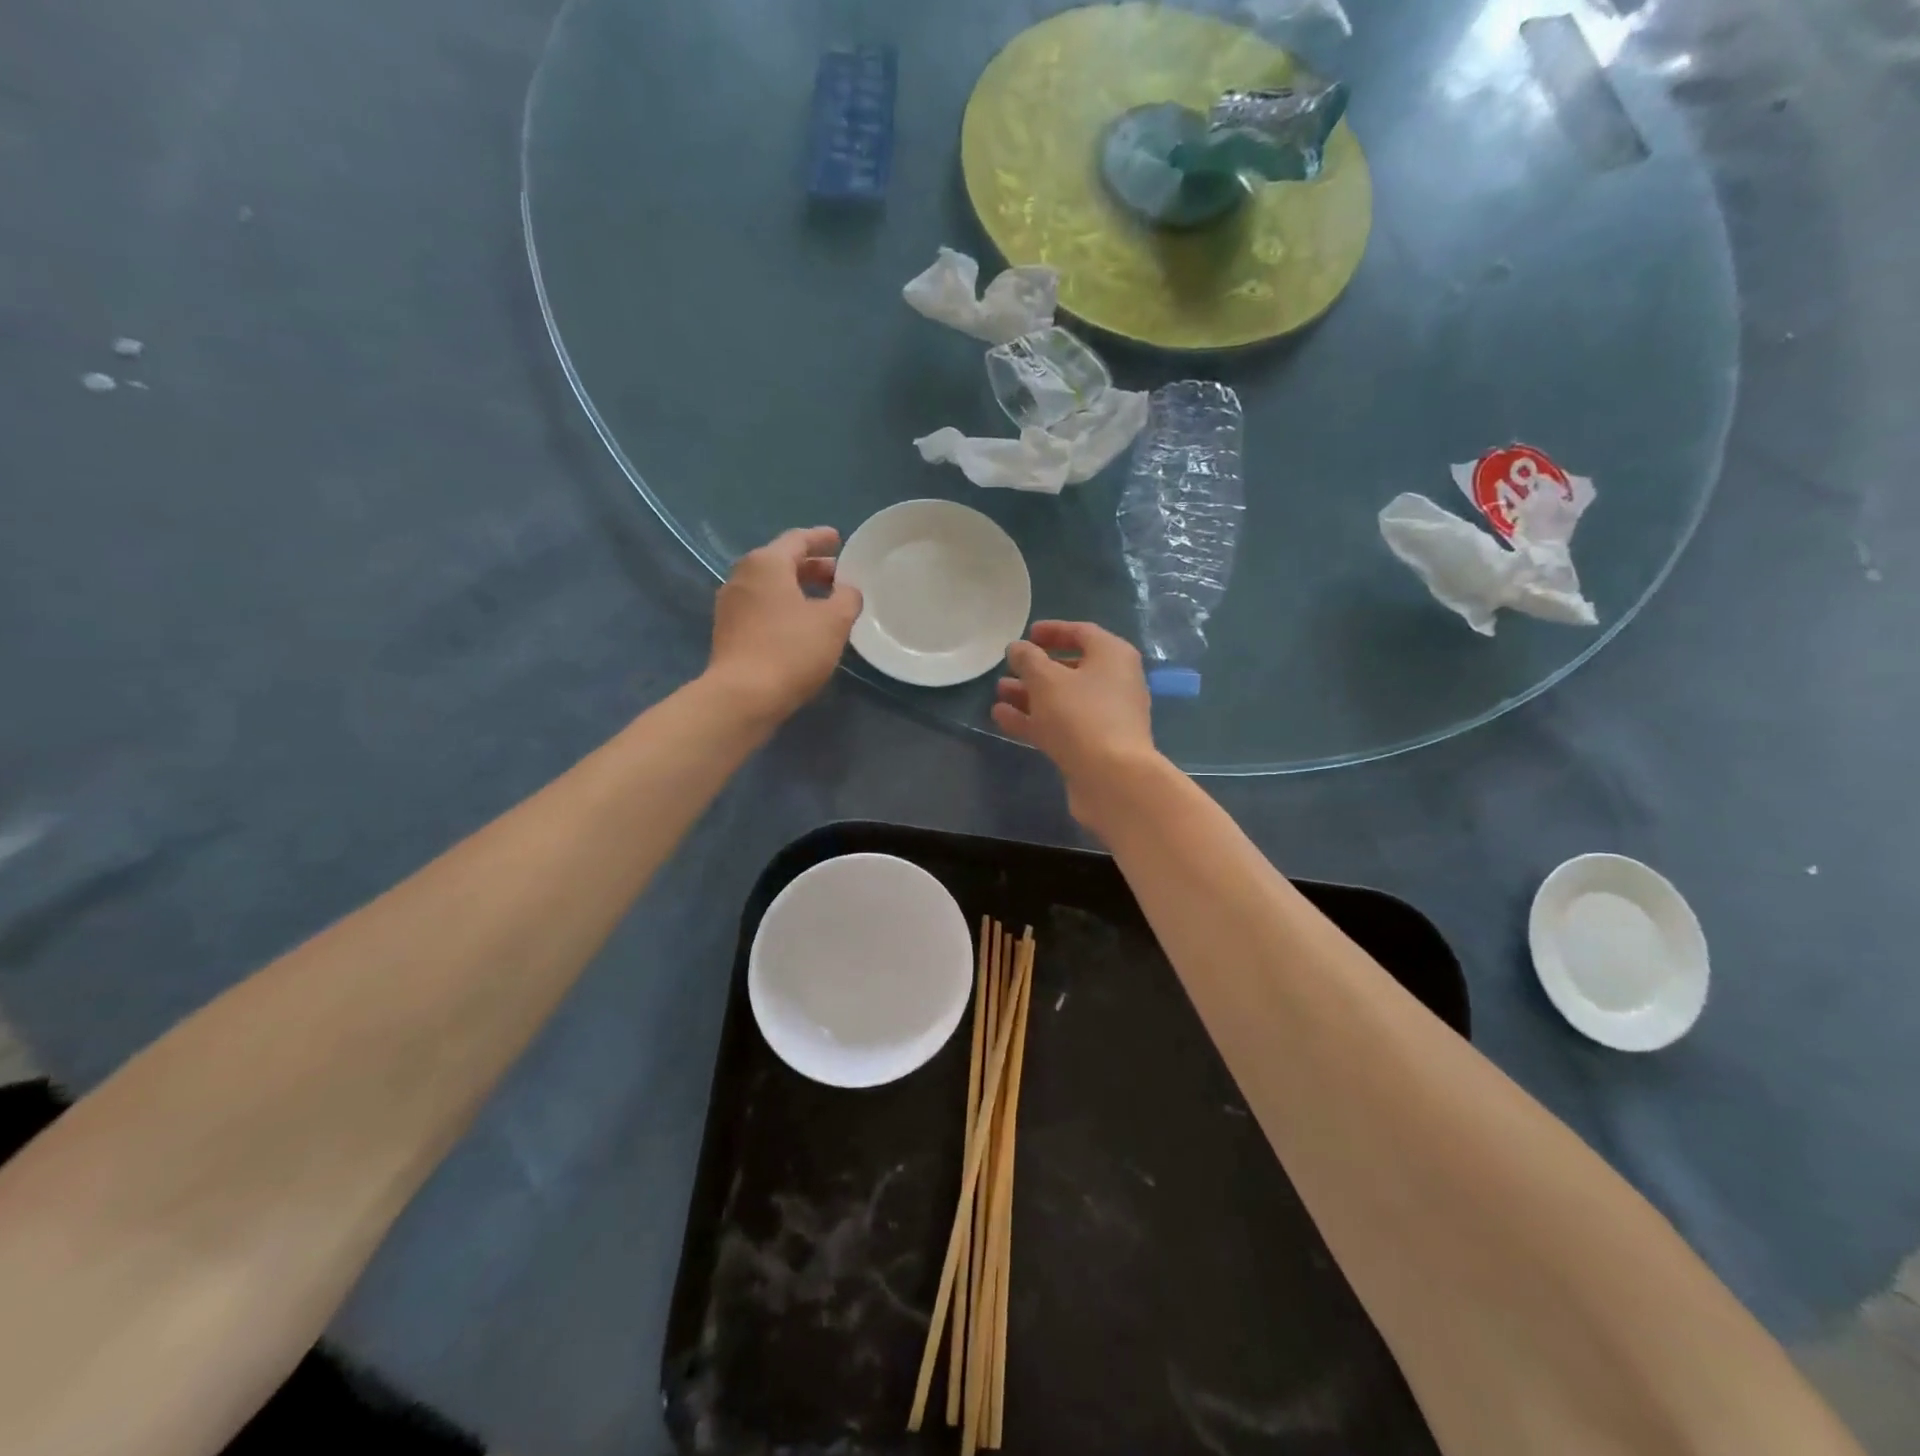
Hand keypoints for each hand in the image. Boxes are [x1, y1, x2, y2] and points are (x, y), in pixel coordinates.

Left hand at [705, 527, 861, 724]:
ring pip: (771, 587)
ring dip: (798, 590)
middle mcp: (742, 576)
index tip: (838, 539)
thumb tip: (848, 591)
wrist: (743, 696)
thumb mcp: (834, 622)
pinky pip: (762, 608)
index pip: (797, 540)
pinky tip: (802, 625)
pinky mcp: (728, 632)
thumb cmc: (791, 650)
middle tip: (839, 576)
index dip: (821, 538)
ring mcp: (731, 605)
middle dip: (812, 567)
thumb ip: (847, 598)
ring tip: (824, 602)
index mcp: (766, 563)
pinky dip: (784, 608)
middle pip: (781, 562)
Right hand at [993, 621, 1163, 825]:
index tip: (1027, 635)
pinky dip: (1034, 720)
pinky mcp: (1094, 746)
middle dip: (1036, 669)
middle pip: (1072, 668)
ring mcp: (1106, 717)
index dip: (1053, 631)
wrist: (1112, 779)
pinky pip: (1061, 725)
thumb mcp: (1046, 680)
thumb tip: (1018, 648)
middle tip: (1008, 668)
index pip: (1082, 633)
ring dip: (1031, 695)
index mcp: (1113, 656)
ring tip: (999, 693)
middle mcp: (1115, 683)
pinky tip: (1002, 718)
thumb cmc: (1081, 716)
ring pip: (1063, 700)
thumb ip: (1028, 659)